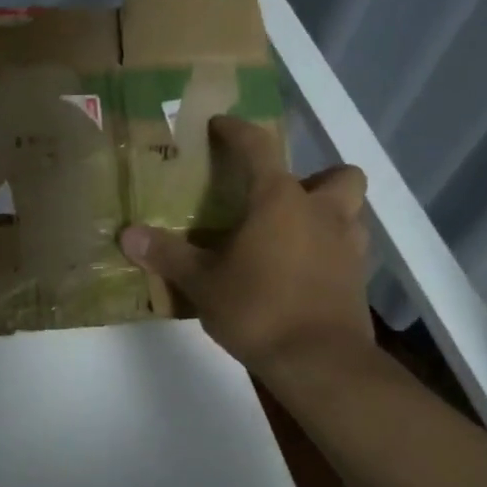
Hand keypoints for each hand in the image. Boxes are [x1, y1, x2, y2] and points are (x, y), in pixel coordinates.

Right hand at [119, 115, 372, 377]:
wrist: (319, 361)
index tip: (221, 125)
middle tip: (282, 199)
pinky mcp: (359, 279)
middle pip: (338, 175)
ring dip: (329, 213)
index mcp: (279, 200)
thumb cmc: (258, 309)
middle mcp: (322, 212)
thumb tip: (127, 234)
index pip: (258, 148)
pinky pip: (349, 249)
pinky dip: (330, 251)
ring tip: (294, 235)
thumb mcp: (202, 283)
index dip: (238, 132)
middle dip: (316, 177)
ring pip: (351, 211)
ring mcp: (348, 245)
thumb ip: (168, 255)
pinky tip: (304, 272)